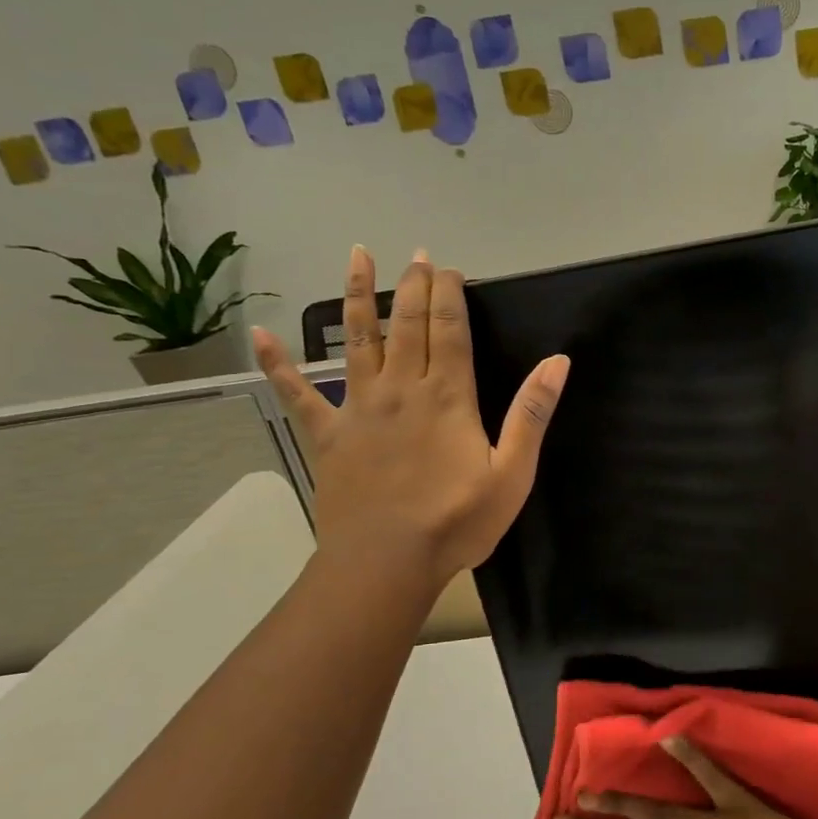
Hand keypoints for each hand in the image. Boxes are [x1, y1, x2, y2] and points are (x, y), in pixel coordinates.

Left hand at [251, 245, 568, 586]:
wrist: (386, 563)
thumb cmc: (457, 522)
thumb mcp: (513, 473)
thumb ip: (532, 414)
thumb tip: (558, 362)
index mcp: (447, 397)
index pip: (450, 330)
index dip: (450, 295)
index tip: (450, 268)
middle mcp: (401, 389)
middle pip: (407, 324)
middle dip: (414, 286)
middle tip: (417, 255)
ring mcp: (359, 409)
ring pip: (358, 340)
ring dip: (358, 296)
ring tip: (358, 256)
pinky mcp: (329, 435)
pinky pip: (299, 394)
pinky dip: (279, 364)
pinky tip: (260, 336)